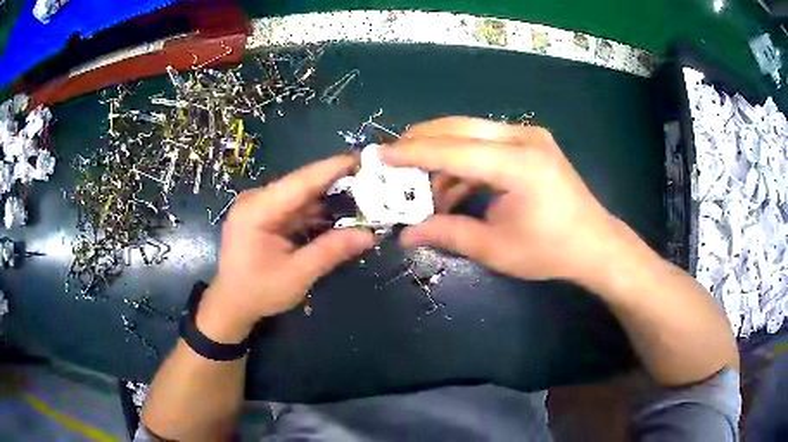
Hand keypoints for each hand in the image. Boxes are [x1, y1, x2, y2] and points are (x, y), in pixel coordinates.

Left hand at [197, 156, 374, 341]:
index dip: (332, 169)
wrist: (232, 304)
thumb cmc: (258, 292)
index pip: (300, 182)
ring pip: (301, 195)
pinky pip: (295, 207)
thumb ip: (331, 250)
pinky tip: (340, 213)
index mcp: (256, 210)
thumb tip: (369, 234)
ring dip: (329, 198)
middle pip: (301, 185)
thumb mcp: (297, 275)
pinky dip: (317, 211)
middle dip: (337, 183)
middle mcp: (256, 200)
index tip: (364, 159)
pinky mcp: (264, 215)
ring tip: (364, 196)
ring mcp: (259, 206)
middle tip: (372, 180)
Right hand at [380, 117, 622, 282]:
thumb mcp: (495, 248)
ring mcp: (528, 137)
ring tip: (422, 190)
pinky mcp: (529, 143)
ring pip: (469, 133)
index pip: (452, 150)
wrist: (594, 244)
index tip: (379, 156)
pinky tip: (451, 190)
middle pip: (458, 128)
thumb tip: (405, 235)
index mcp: (518, 164)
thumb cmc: (550, 251)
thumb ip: (447, 233)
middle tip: (393, 163)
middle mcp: (523, 138)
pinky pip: (485, 144)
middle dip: (421, 143)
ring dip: (441, 158)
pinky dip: (463, 163)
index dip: (412, 153)